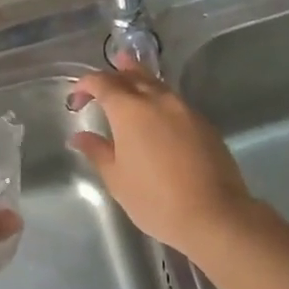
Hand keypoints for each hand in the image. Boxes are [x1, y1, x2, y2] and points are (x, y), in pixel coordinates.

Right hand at [69, 69, 256, 259]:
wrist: (213, 213)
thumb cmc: (155, 199)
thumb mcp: (117, 178)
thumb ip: (97, 151)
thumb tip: (79, 136)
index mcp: (130, 110)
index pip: (102, 83)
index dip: (85, 85)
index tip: (76, 98)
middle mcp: (158, 100)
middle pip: (133, 75)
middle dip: (114, 74)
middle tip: (102, 82)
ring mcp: (185, 109)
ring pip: (157, 84)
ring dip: (140, 80)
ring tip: (128, 80)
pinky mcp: (203, 123)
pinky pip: (175, 101)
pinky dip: (159, 98)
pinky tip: (157, 112)